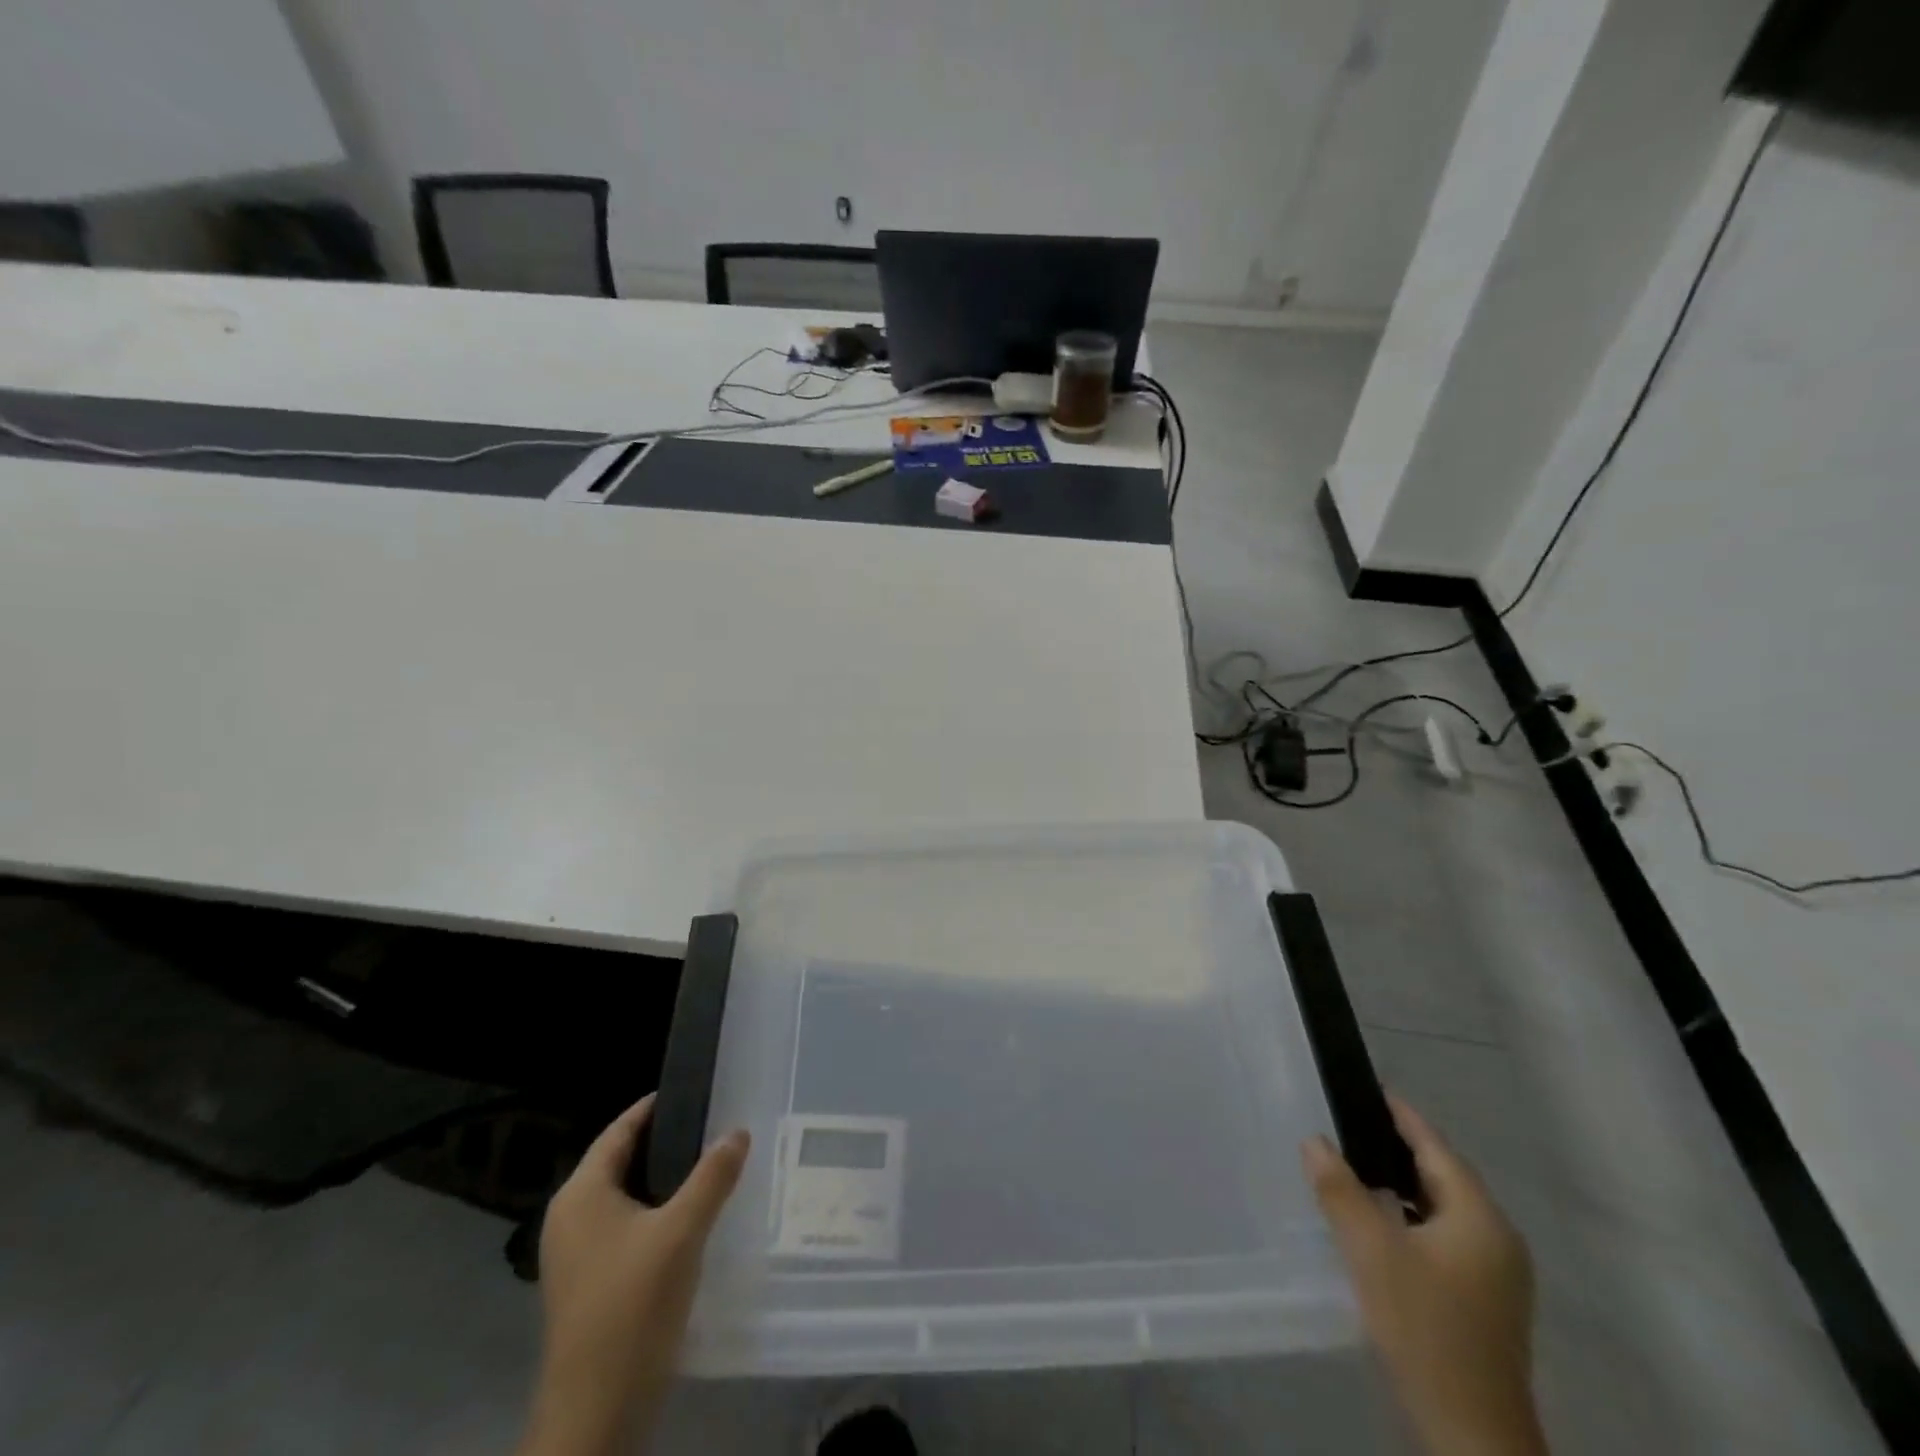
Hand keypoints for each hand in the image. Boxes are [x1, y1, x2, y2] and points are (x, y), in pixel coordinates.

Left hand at [518, 1097, 749, 1455]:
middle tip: (713, 1125)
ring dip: (663, 1180)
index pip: (619, 1131)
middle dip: (665, 1142)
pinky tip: (690, 1220)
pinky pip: (624, 1228)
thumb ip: (712, 1176)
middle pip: (620, 1162)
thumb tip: (738, 1131)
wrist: (596, 1413)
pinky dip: (655, 1212)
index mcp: (581, 1195)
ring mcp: (575, 1255)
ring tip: (709, 1166)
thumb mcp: (682, 1232)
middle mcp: (570, 1218)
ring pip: (624, 1198)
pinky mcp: (588, 1285)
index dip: (654, 1107)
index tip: (694, 1090)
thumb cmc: (633, 1306)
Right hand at [1303, 1096, 1547, 1455]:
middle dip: (1395, 1147)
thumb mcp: (1371, 1252)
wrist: (1471, 1434)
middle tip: (1346, 1123)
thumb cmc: (1424, 1328)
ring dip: (1401, 1185)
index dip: (1399, 1114)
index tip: (1364, 1087)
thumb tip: (1314, 1140)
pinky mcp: (1486, 1299)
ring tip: (1353, 1166)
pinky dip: (1411, 1218)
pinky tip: (1378, 1224)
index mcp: (1480, 1217)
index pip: (1435, 1146)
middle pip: (1442, 1175)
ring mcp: (1497, 1272)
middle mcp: (1498, 1237)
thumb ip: (1340, 1190)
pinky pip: (1444, 1236)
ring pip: (1442, 1208)